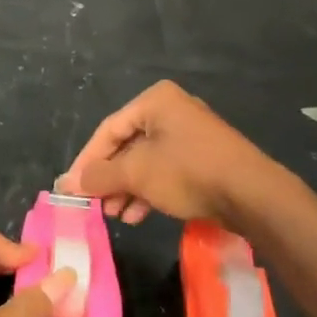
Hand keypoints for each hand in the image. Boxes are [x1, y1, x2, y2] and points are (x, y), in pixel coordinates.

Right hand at [58, 81, 271, 226]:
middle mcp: (172, 110)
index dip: (87, 161)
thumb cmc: (187, 172)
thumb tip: (65, 183)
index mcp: (155, 101)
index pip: (108, 130)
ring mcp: (191, 135)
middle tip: (95, 204)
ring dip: (127, 189)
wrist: (252, 194)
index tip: (72, 188)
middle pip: (127, 145)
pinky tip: (138, 215)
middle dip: (109, 178)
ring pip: (146, 161)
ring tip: (115, 215)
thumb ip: (98, 176)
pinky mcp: (204, 158)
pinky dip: (149, 190)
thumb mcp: (136, 173)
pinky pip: (166, 170)